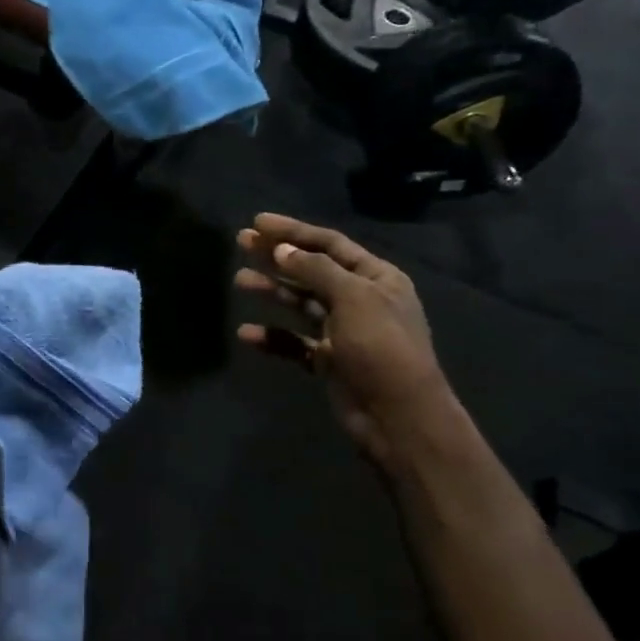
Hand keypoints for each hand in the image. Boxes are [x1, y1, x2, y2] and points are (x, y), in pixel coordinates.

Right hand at [235, 214, 462, 473]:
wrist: (399, 418)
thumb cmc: (381, 347)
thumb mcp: (353, 298)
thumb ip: (315, 270)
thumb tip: (281, 249)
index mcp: (376, 277)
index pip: (329, 243)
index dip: (293, 231)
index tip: (257, 222)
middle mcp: (359, 298)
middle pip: (311, 269)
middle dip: (276, 256)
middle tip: (241, 243)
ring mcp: (342, 330)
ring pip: (300, 303)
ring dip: (271, 290)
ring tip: (239, 280)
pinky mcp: (328, 360)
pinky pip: (294, 341)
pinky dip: (273, 336)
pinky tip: (247, 333)